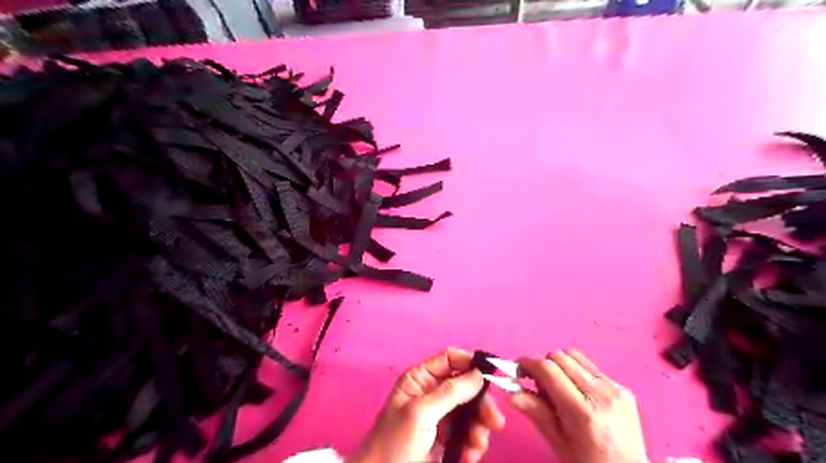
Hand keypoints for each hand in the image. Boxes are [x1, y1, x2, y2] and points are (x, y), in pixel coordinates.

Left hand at [347, 349, 503, 462]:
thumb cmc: (395, 443)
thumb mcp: (420, 413)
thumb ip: (450, 392)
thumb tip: (479, 374)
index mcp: (421, 379)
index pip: (450, 359)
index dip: (470, 363)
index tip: (491, 376)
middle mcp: (432, 392)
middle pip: (467, 387)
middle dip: (481, 404)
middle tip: (494, 422)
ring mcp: (441, 416)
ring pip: (471, 412)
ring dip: (479, 428)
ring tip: (476, 447)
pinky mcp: (447, 438)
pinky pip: (469, 433)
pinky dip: (473, 444)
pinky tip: (468, 457)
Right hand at [511, 348, 652, 462]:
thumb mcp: (558, 442)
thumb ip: (535, 413)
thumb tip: (510, 393)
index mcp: (583, 411)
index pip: (548, 370)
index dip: (528, 363)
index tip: (517, 369)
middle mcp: (600, 394)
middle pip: (560, 356)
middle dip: (543, 365)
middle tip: (536, 383)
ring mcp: (614, 388)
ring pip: (575, 355)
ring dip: (559, 365)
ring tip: (557, 387)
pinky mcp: (623, 387)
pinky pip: (590, 366)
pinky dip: (576, 371)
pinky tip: (576, 391)